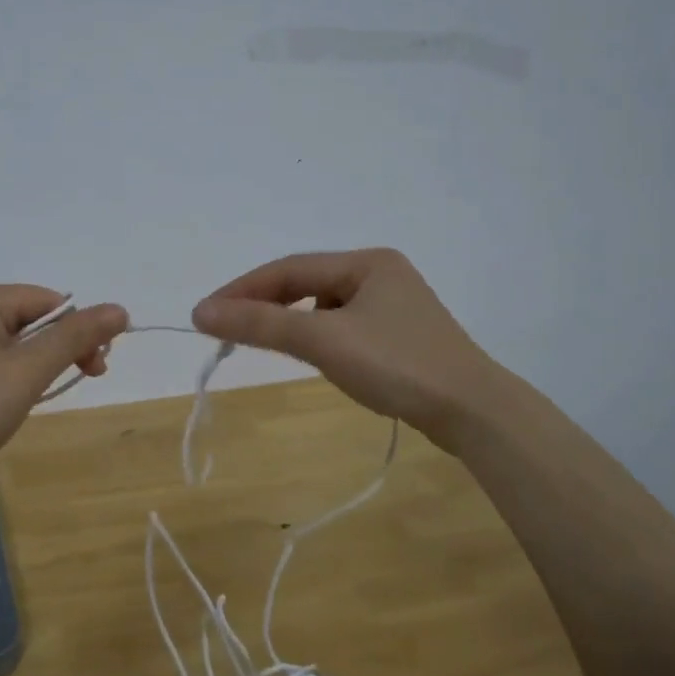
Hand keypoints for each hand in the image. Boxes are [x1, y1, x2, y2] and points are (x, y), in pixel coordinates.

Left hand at [0, 283, 127, 482]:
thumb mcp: (27, 372)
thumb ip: (74, 338)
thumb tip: (120, 308)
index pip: (46, 302)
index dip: (78, 333)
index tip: (95, 370)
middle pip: (24, 319)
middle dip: (52, 352)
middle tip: (70, 386)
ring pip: (1, 341)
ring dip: (26, 367)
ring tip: (25, 402)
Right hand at [192, 249, 494, 438]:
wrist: (474, 413)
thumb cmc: (397, 365)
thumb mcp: (323, 340)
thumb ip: (261, 323)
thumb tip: (200, 311)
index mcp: (366, 262)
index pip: (288, 269)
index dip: (242, 290)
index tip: (205, 314)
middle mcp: (380, 274)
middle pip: (305, 283)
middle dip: (265, 304)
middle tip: (226, 330)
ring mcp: (394, 306)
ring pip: (323, 306)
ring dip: (290, 321)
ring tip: (265, 342)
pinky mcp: (399, 336)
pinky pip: (342, 326)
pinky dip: (317, 337)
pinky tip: (315, 356)